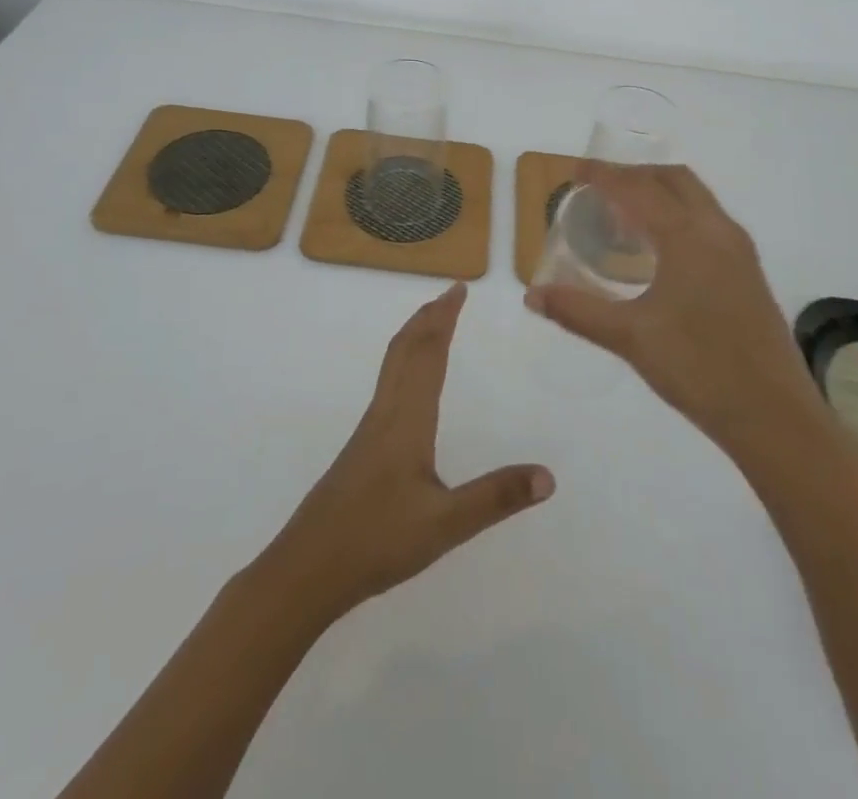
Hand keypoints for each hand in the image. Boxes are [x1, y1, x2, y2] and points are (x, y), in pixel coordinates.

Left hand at [258, 283, 554, 621]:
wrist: (308, 567)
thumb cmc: (377, 540)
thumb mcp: (446, 524)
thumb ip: (496, 498)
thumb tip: (549, 476)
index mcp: (407, 419)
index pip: (428, 354)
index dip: (444, 319)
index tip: (459, 289)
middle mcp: (386, 412)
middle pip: (406, 349)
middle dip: (428, 317)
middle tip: (450, 293)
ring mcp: (369, 430)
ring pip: (392, 366)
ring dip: (414, 336)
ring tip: (432, 324)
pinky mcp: (361, 448)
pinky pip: (387, 385)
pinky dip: (403, 362)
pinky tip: (408, 387)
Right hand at [526, 163, 825, 455]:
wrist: (775, 416)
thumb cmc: (699, 368)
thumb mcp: (630, 338)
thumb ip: (578, 311)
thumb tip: (532, 296)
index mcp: (688, 237)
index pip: (638, 189)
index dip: (604, 176)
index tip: (576, 170)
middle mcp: (717, 231)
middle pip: (673, 179)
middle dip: (635, 174)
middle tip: (600, 188)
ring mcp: (738, 251)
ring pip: (696, 198)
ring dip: (659, 192)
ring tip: (625, 215)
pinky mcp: (748, 272)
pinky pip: (708, 220)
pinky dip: (678, 213)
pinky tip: (659, 249)